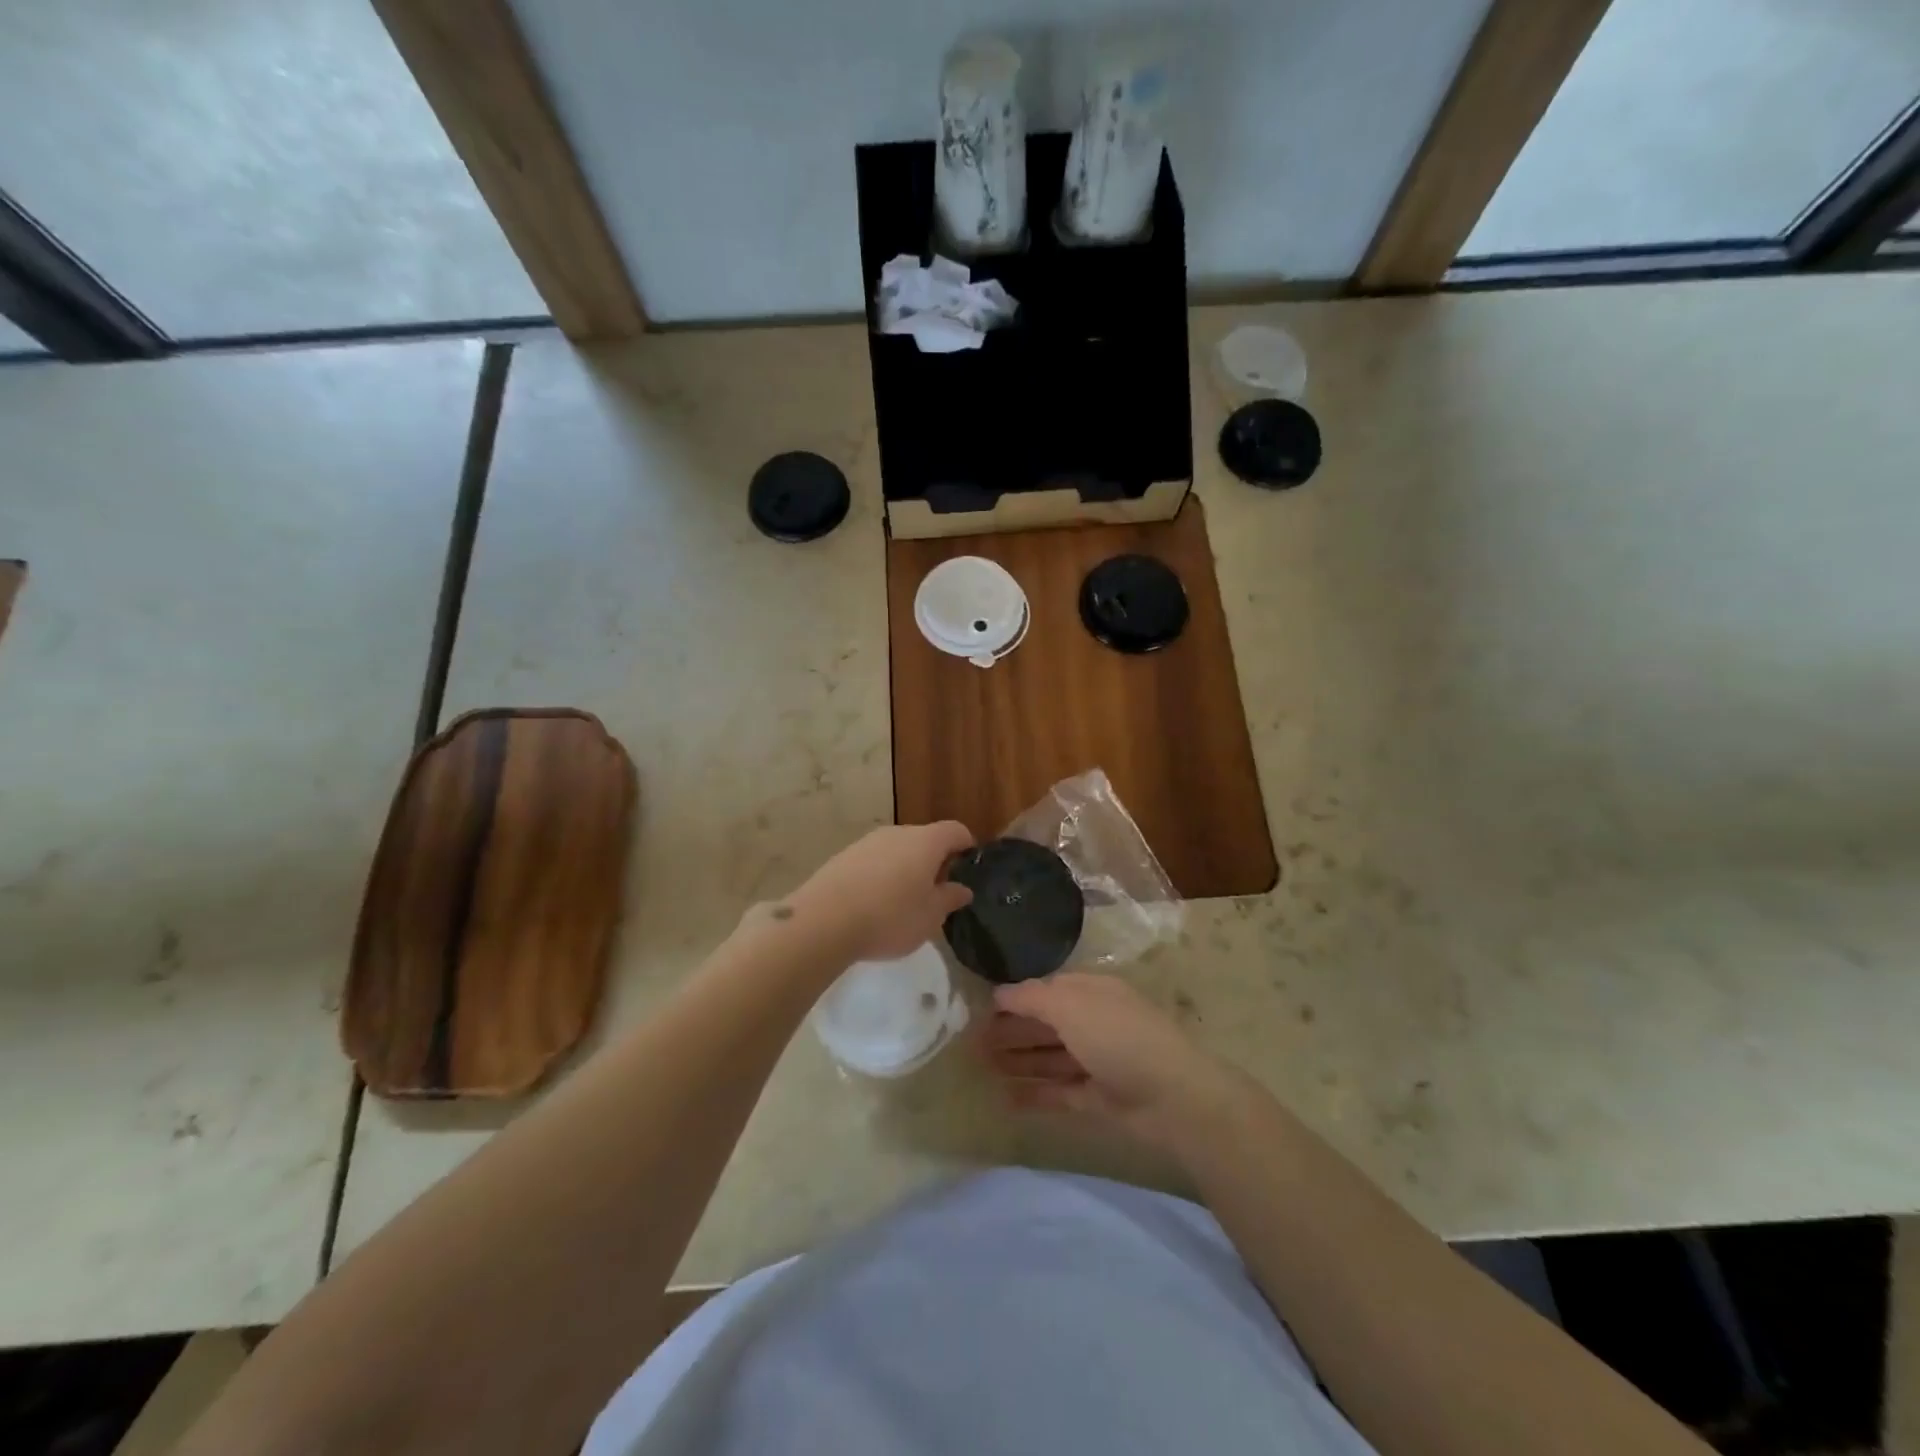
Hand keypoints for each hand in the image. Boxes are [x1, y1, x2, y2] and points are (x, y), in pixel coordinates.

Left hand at [791, 821, 975, 962]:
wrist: (824, 921)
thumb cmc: (890, 917)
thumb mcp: (930, 917)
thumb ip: (949, 899)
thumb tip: (962, 889)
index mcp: (925, 842)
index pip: (955, 831)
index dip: (966, 845)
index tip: (969, 866)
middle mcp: (897, 833)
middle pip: (924, 839)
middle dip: (934, 861)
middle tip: (937, 892)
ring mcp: (867, 842)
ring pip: (897, 850)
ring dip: (906, 868)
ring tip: (904, 902)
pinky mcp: (843, 857)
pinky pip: (873, 861)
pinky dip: (881, 876)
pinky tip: (874, 904)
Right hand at [979, 972, 1245, 1155]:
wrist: (1174, 1097)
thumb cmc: (1118, 1036)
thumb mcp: (1070, 1004)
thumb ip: (1031, 997)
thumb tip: (1000, 992)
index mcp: (1091, 991)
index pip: (1045, 989)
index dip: (1013, 999)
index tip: (979, 1010)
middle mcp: (1093, 1021)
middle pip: (1045, 1024)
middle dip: (1011, 1031)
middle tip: (972, 1044)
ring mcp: (1098, 1060)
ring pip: (1050, 1058)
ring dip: (1018, 1061)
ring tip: (982, 1069)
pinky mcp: (1099, 1097)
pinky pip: (1060, 1091)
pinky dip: (1035, 1093)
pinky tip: (1006, 1099)